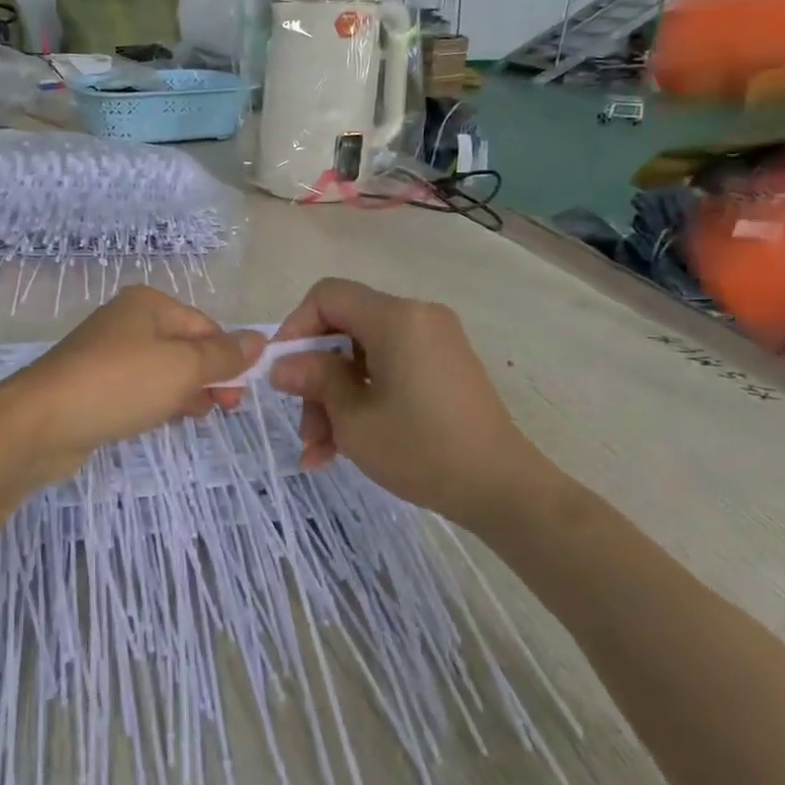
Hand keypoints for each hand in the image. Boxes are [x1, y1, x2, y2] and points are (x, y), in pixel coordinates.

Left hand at [0, 286, 262, 486]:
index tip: (239, 394)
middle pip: (184, 347)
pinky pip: (138, 389)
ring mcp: (107, 353)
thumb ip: (224, 355)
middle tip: (223, 409)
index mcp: (148, 304)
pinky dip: (156, 401)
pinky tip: (163, 420)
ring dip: (185, 392)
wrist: (41, 422)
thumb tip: (261, 339)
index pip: (205, 326)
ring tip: (196, 416)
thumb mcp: (182, 367)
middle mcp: (127, 321)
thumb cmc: (120, 384)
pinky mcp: (93, 385)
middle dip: (208, 377)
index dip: (227, 358)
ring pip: (162, 371)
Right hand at [268, 278, 558, 523]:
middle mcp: (417, 317)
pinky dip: (364, 399)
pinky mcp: (443, 367)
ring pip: (362, 357)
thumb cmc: (422, 449)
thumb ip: (314, 380)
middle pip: (344, 331)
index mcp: (396, 318)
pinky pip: (389, 370)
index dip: (295, 327)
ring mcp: (434, 343)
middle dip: (316, 377)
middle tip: (304, 427)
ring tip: (320, 451)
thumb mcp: (354, 418)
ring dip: (336, 399)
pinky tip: (343, 447)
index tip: (282, 370)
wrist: (502, 488)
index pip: (328, 296)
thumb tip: (282, 365)